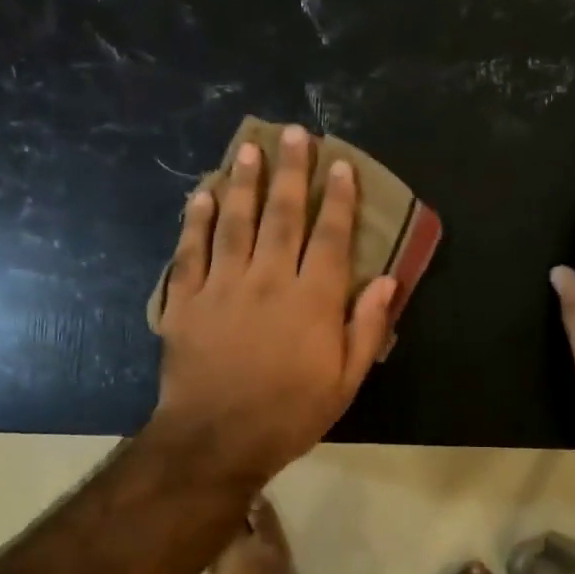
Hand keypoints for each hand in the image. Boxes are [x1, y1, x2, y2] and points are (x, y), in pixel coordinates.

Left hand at [153, 124, 396, 485]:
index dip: (339, 199)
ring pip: (235, 222)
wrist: (216, 440)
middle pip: (282, 215)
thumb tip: (388, 281)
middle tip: (295, 133)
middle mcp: (269, 280)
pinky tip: (203, 194)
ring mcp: (223, 286)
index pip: (331, 237)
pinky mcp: (186, 300)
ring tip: (249, 148)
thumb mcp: (345, 382)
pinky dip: (196, 220)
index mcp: (313, 301)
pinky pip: (190, 251)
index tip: (341, 165)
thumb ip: (366, 328)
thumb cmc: (288, 415)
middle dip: (291, 171)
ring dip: (244, 181)